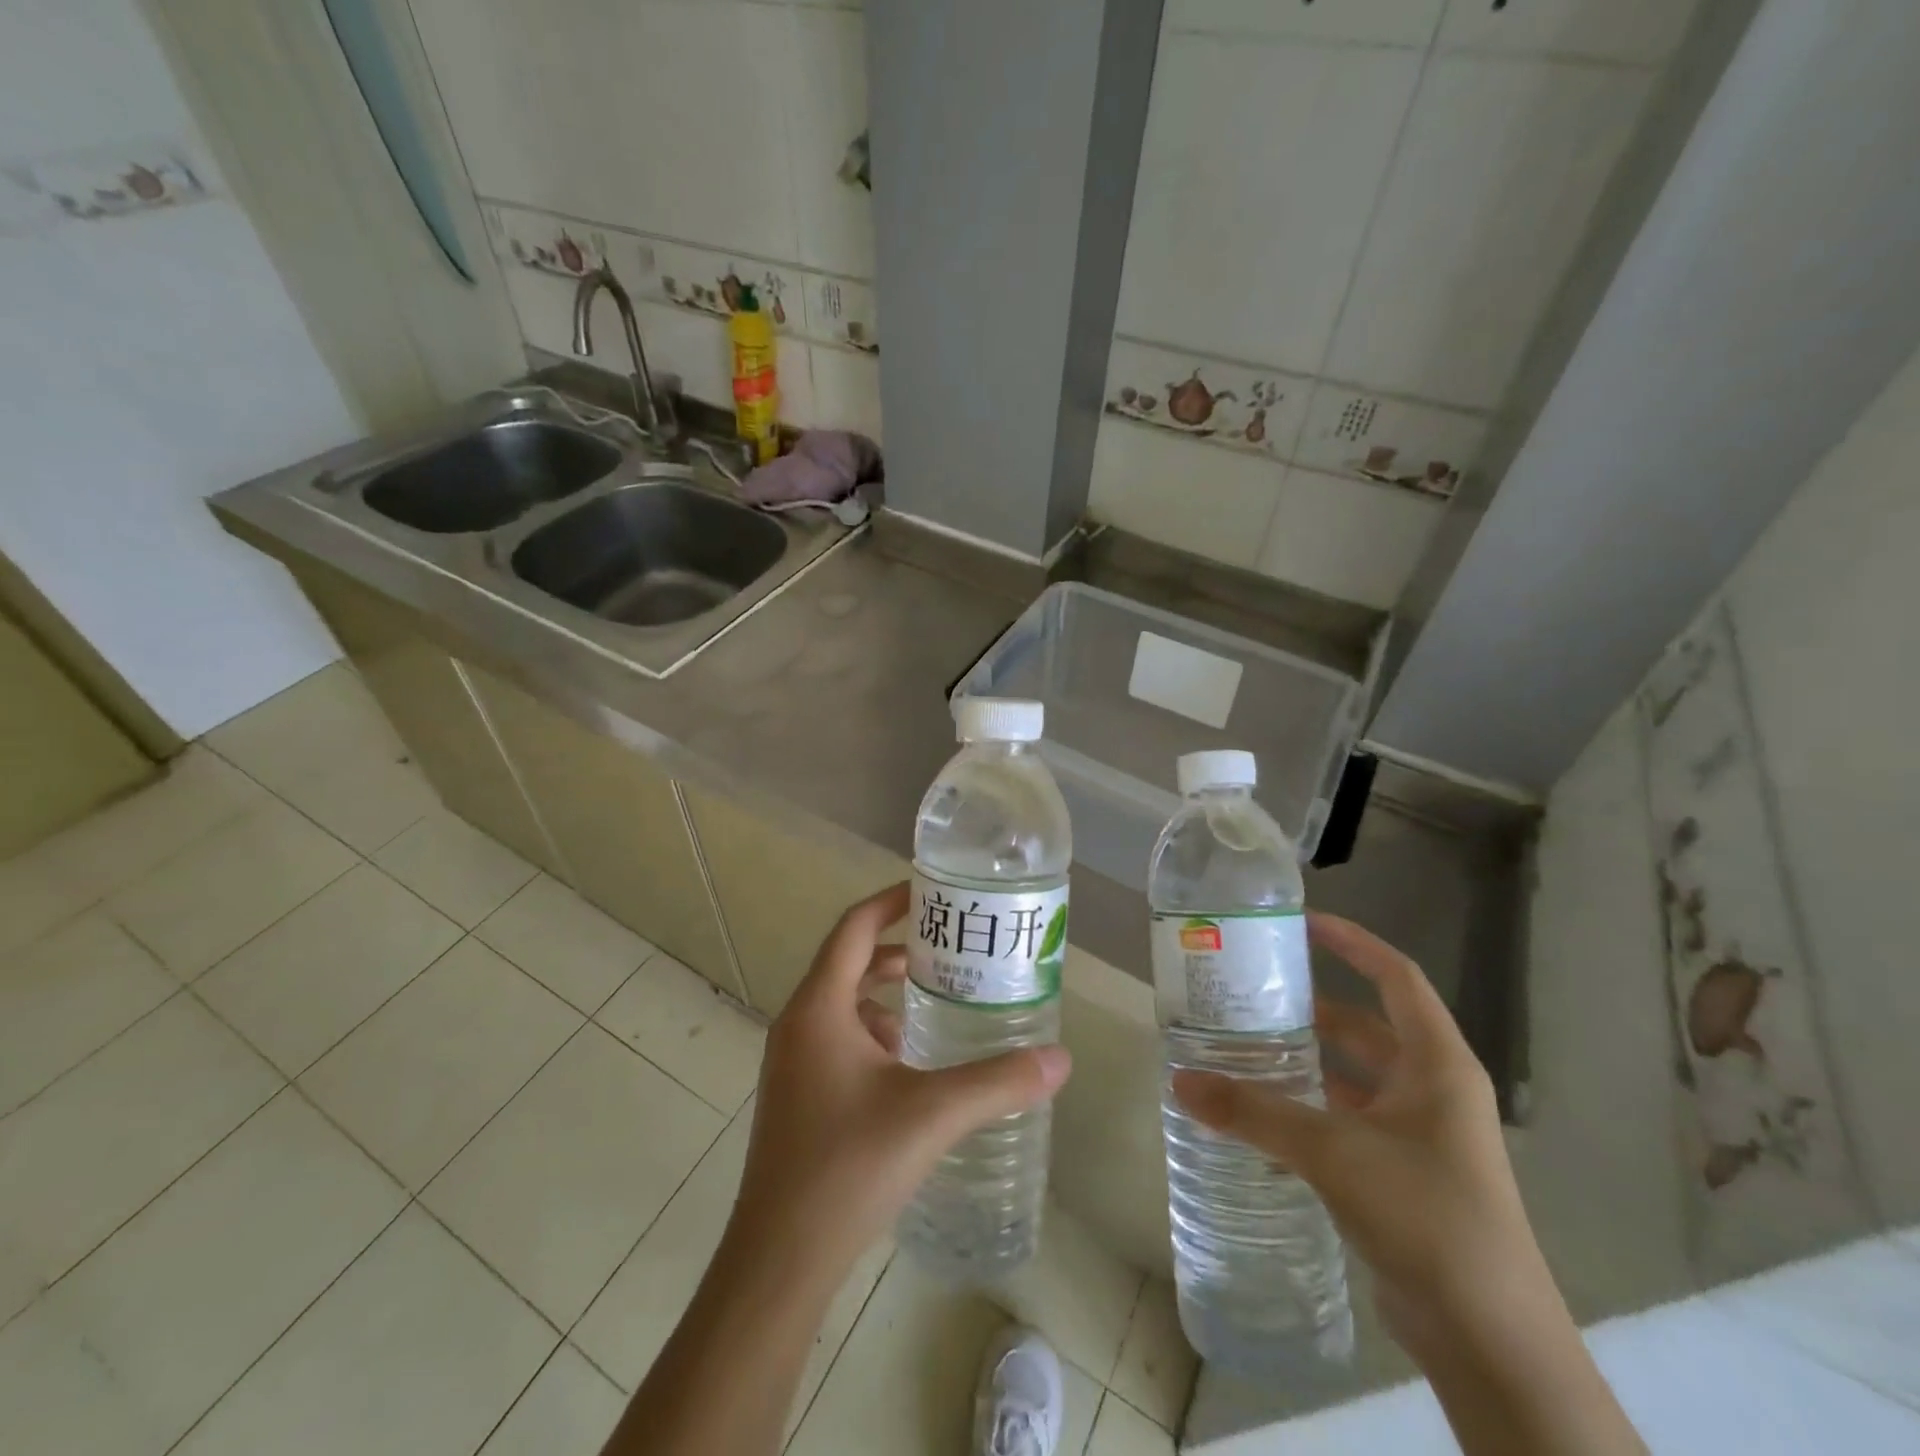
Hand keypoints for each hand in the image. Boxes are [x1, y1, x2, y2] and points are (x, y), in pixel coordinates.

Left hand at [731, 882, 1071, 1277]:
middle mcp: (799, 1024)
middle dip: (900, 951)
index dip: (891, 901)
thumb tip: (1061, 1059)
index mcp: (819, 1008)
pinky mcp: (797, 1095)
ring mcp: (793, 1062)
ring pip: (843, 1004)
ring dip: (887, 997)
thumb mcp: (931, 1114)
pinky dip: (874, 1034)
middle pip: (850, 962)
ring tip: (938, 1006)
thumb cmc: (847, 1167)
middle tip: (951, 951)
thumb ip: (998, 1082)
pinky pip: (838, 1039)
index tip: (931, 891)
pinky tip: (909, 1067)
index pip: (854, 928)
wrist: (778, 1260)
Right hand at [1172, 912, 1544, 1357]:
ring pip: (1354, 1078)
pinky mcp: (1403, 1176)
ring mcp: (1420, 1136)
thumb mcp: (1333, 1151)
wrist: (1491, 1341)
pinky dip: (1309, 1112)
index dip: (1353, 944)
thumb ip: (1254, 1112)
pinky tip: (1262, 1121)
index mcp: (1436, 1065)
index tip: (1302, 924)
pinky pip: (1348, 1122)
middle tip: (1252, 994)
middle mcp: (1432, 1091)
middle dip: (1313, 1008)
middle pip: (1368, 1026)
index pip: (1396, 977)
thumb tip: (1180, 1080)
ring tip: (1244, 1049)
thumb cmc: (1426, 1216)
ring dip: (1306, 1063)